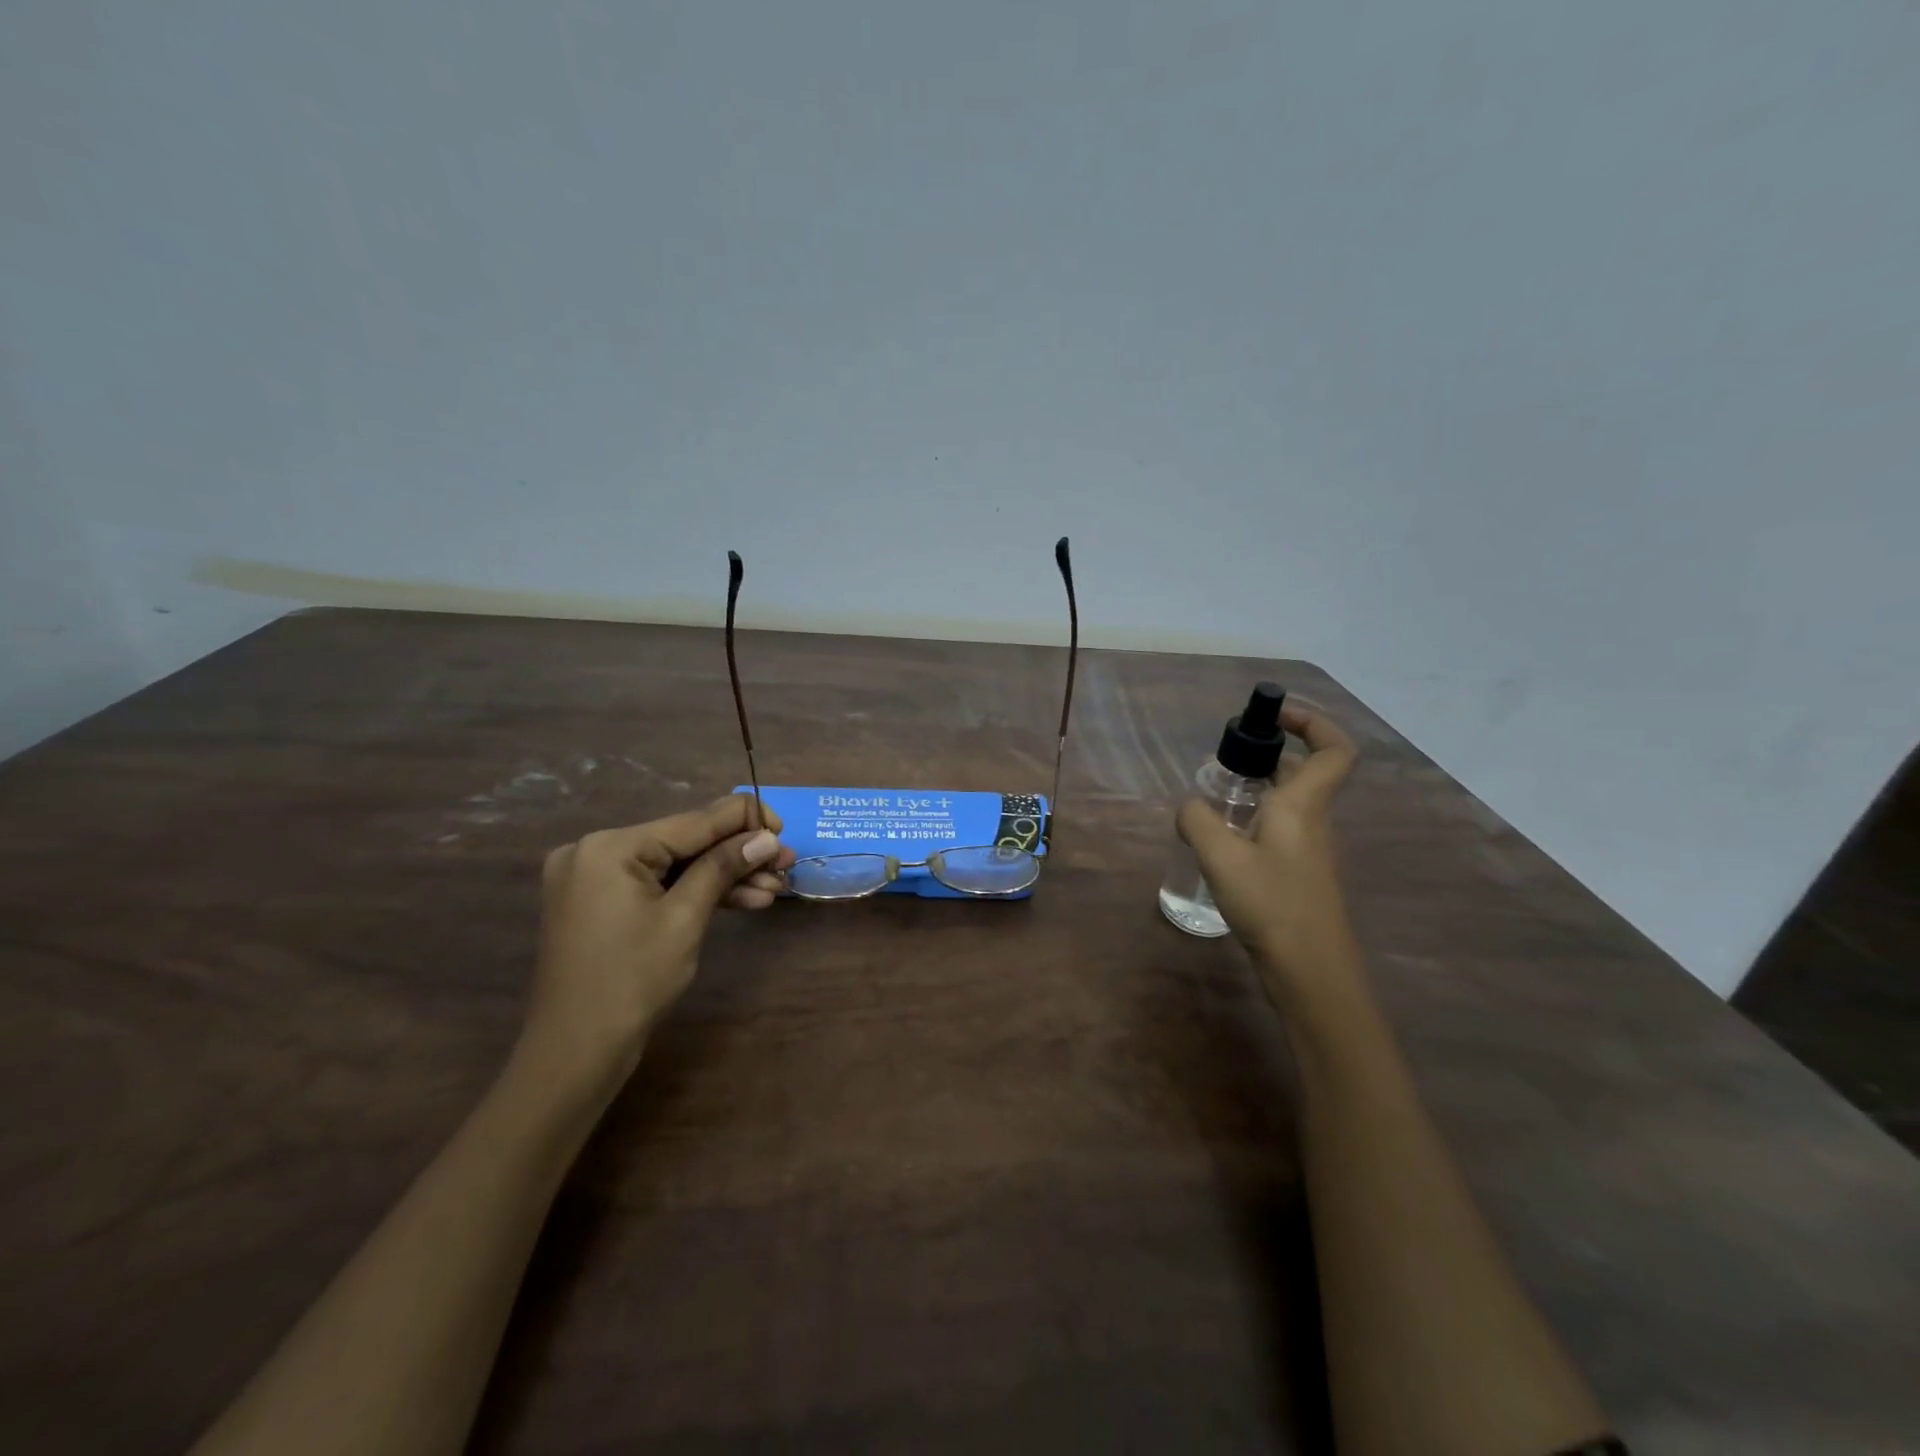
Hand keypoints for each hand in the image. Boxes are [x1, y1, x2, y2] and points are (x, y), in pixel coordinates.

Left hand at [519, 794, 796, 1088]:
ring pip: (676, 866)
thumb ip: (724, 867)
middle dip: (739, 856)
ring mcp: (595, 878)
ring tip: (775, 888)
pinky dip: (696, 893)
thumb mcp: (686, 918)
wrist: (575, 1053)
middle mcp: (597, 850)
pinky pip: (658, 886)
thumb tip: (768, 838)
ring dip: (724, 877)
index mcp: (610, 846)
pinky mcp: (601, 903)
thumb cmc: (632, 981)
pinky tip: (744, 900)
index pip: (693, 821)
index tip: (785, 829)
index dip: (745, 820)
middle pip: (686, 843)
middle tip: (787, 865)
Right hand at [1176, 705, 1360, 1003]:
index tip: (1273, 717)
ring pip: (1289, 803)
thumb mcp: (1220, 856)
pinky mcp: (1298, 876)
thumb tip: (1190, 807)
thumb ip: (1197, 820)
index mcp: (1303, 805)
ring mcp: (1309, 851)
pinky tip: (1221, 842)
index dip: (1311, 722)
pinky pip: (1278, 831)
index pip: (1333, 749)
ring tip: (1214, 799)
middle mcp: (1313, 821)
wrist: (1310, 971)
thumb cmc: (1271, 903)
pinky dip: (1253, 822)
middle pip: (1304, 772)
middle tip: (1225, 759)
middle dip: (1268, 755)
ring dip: (1257, 790)